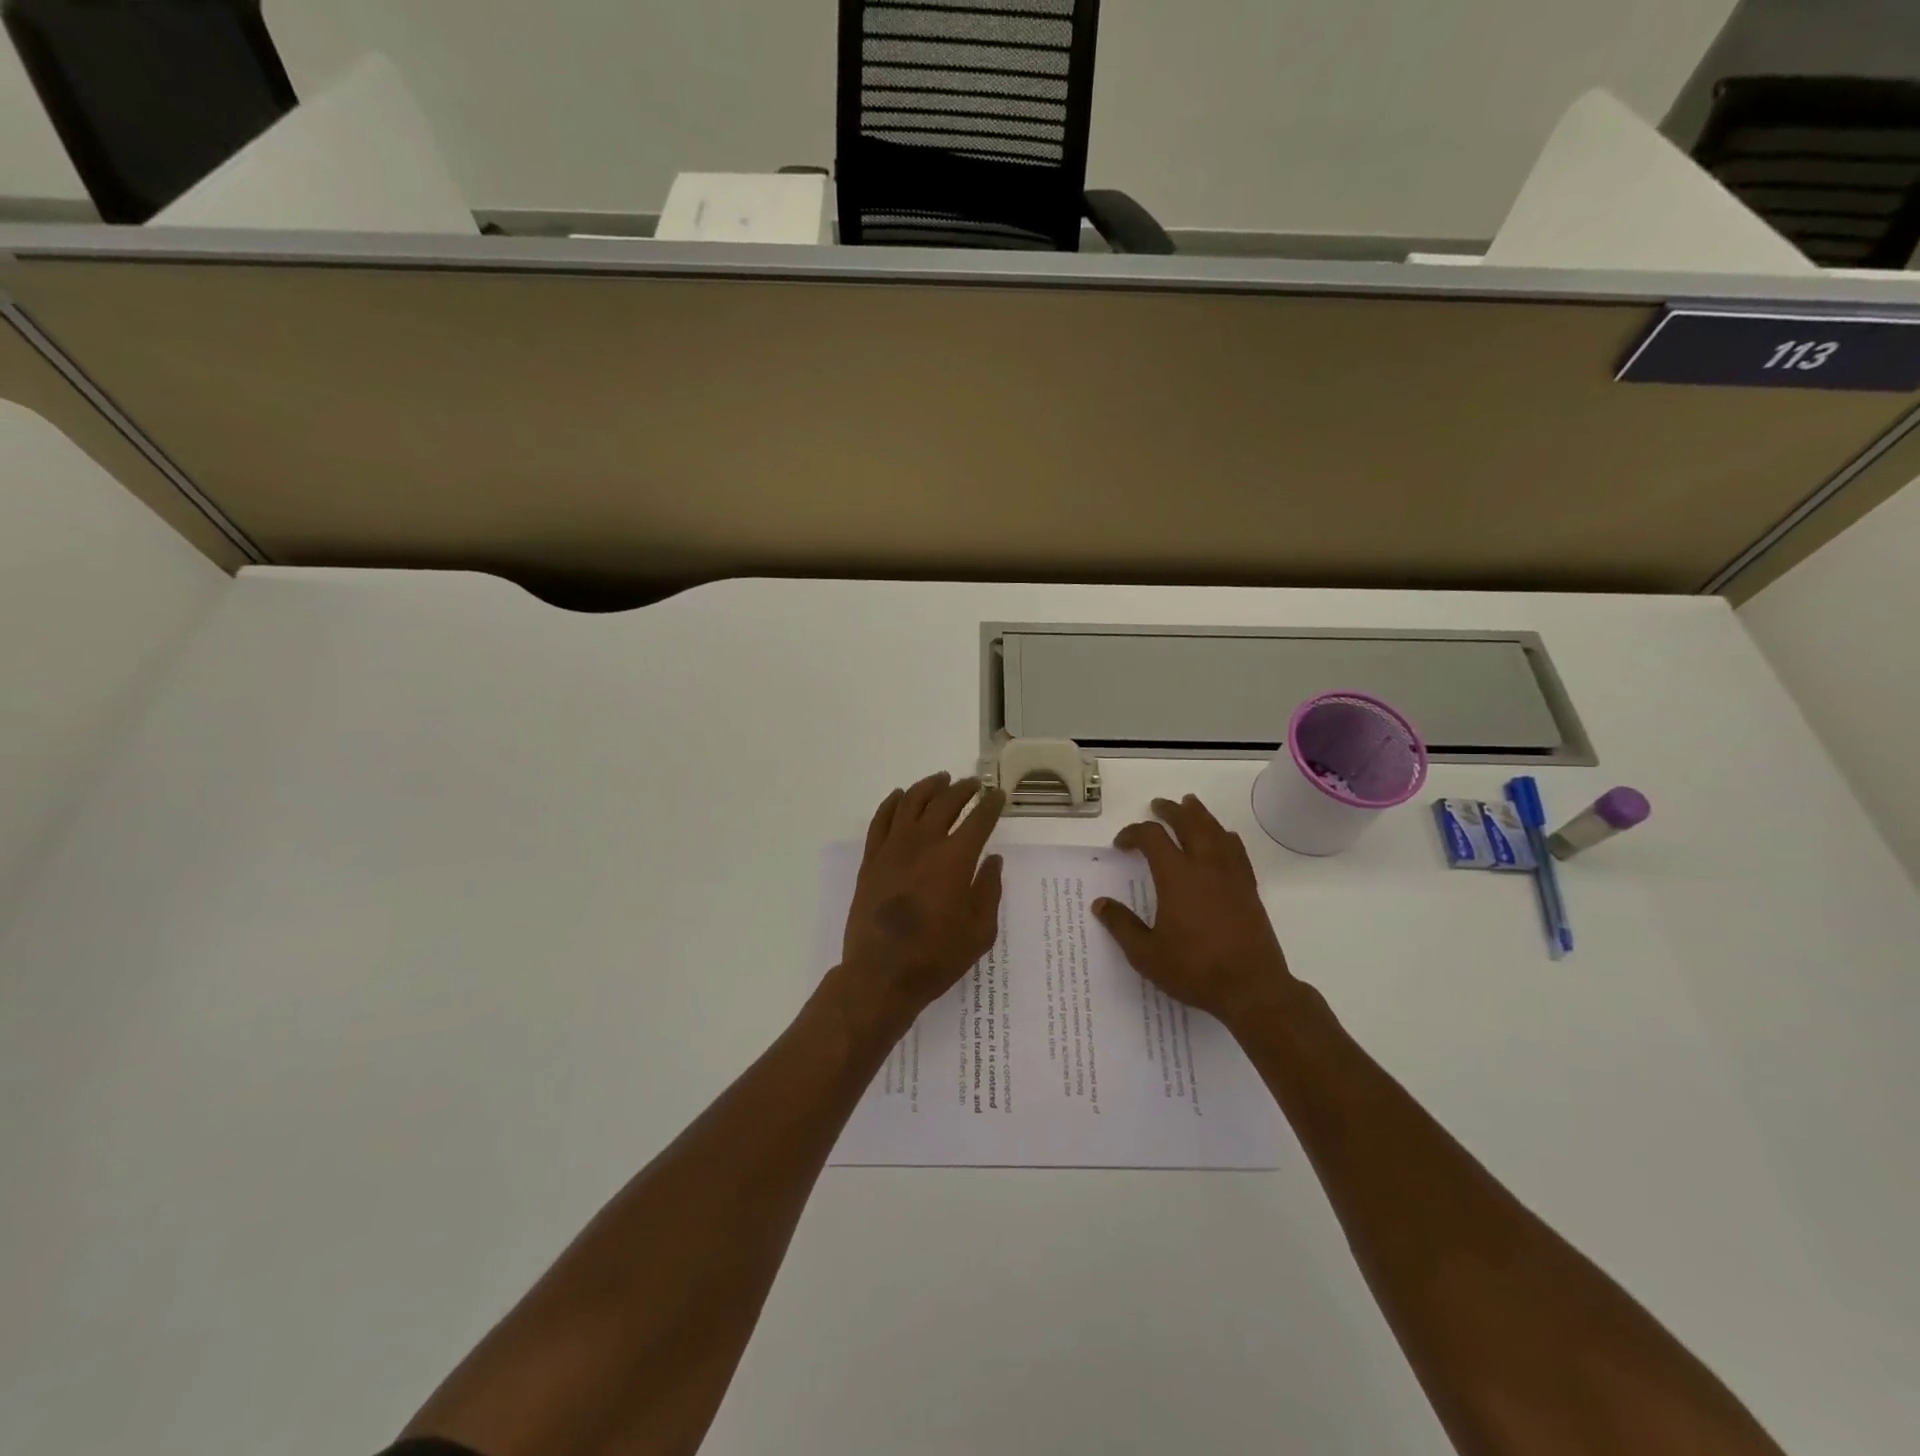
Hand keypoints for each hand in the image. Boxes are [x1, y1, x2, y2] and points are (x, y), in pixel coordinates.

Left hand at [836, 772, 1005, 1030]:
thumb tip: (993, 861)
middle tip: (973, 784)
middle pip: (945, 802)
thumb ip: (989, 890)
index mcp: (956, 859)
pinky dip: (892, 802)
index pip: (979, 819)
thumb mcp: (980, 931)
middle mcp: (924, 843)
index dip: (991, 804)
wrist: (881, 973)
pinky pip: (881, 819)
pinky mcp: (871, 859)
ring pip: (911, 802)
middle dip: (963, 789)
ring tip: (941, 780)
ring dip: (929, 787)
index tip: (998, 795)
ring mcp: (893, 848)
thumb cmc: (936, 957)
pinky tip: (900, 796)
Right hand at [1093, 795, 1298, 1031]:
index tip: (1121, 844)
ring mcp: (1231, 875)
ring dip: (1200, 814)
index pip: (1152, 838)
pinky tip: (1224, 837)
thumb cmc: (1195, 970)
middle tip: (1158, 805)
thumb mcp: (1146, 954)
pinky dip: (1226, 837)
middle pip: (1188, 823)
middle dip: (1170, 811)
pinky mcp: (1249, 888)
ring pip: (1215, 831)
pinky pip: (1237, 850)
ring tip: (1190, 804)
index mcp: (1176, 877)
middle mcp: (1205, 866)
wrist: (1251, 988)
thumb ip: (1122, 926)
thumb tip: (1100, 904)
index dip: (1133, 833)